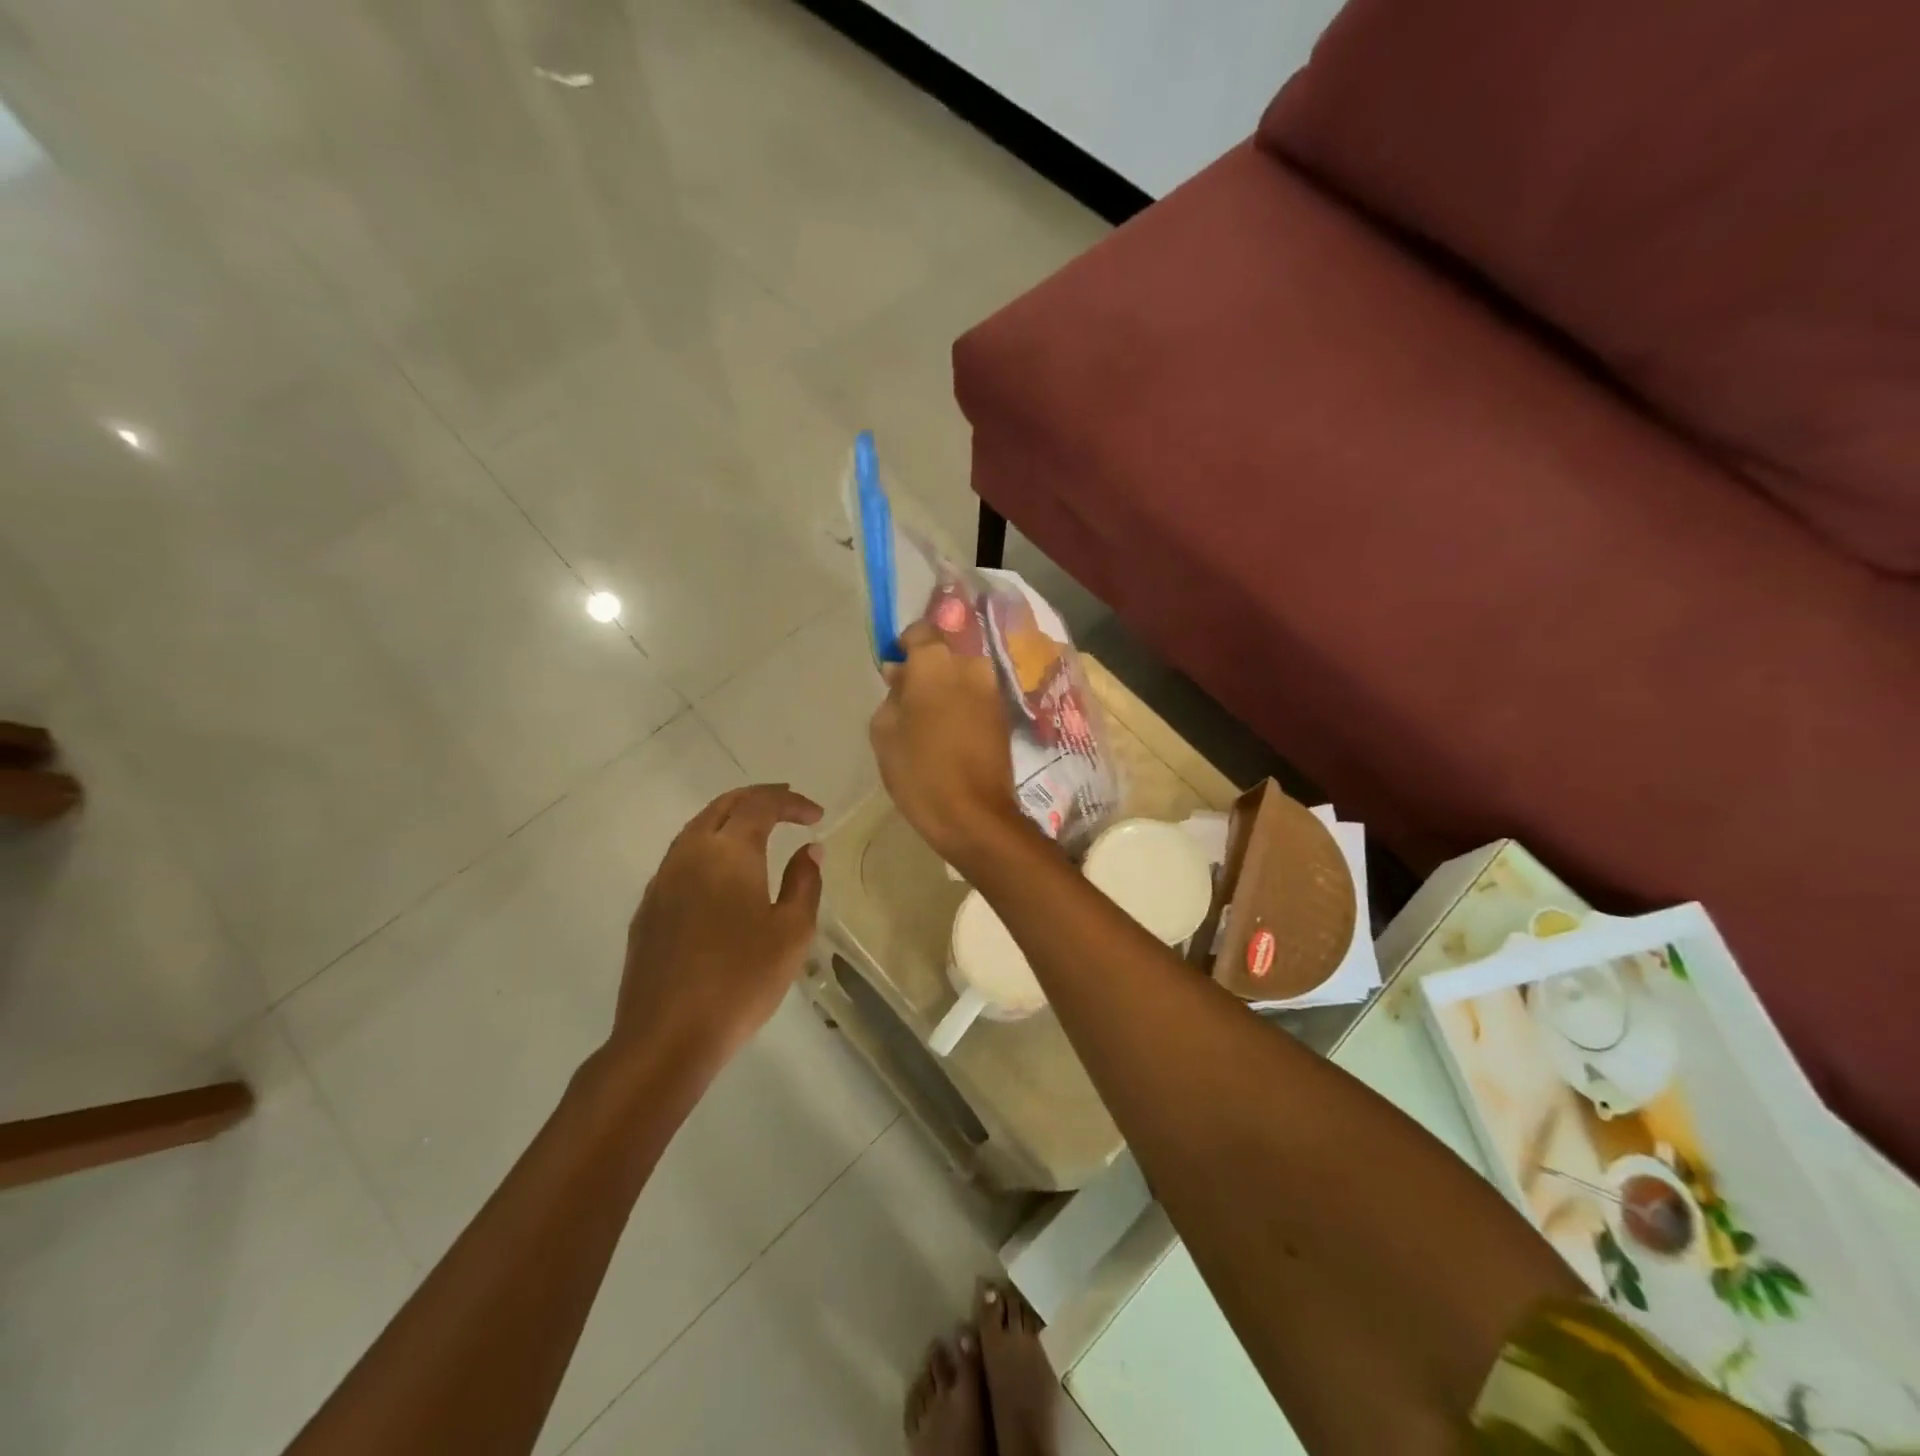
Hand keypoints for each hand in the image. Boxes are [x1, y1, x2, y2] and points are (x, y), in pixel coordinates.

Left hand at [613, 785, 823, 1071]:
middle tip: (789, 804)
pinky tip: (724, 871)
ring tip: (760, 829)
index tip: (817, 816)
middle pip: (723, 805)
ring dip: (731, 818)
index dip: (791, 802)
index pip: (761, 805)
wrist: (666, 1036)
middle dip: (759, 798)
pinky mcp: (648, 908)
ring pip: (697, 828)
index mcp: (728, 853)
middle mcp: (690, 854)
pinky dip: (710, 844)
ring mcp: (662, 880)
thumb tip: (809, 850)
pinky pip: (682, 856)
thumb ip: (804, 883)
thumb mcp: (792, 932)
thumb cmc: (740, 981)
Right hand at [869, 621, 1026, 868]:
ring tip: (929, 719)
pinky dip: (963, 704)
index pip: (921, 630)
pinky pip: (976, 696)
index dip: (905, 645)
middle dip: (927, 667)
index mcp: (936, 662)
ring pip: (963, 674)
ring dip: (947, 686)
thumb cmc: (919, 770)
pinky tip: (949, 732)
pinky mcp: (1004, 715)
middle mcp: (971, 666)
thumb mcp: (884, 730)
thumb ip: (892, 694)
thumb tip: (901, 675)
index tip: (895, 667)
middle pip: (946, 653)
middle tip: (909, 697)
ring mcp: (992, 690)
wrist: (973, 814)